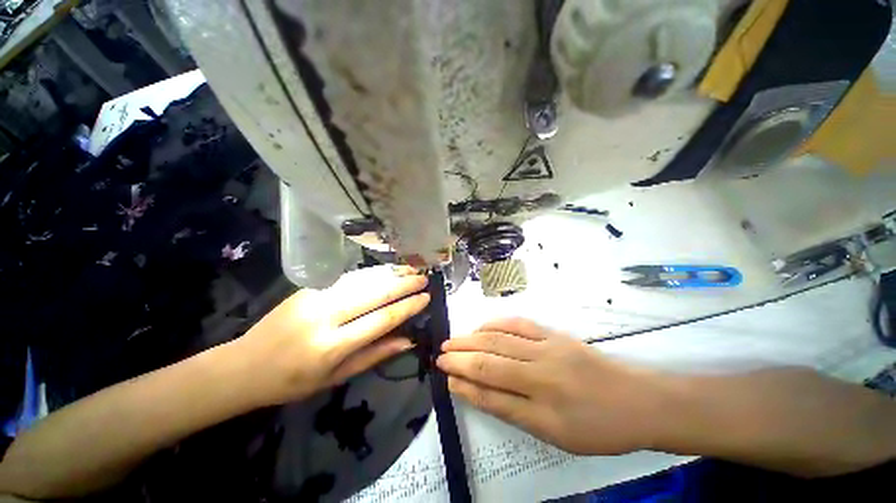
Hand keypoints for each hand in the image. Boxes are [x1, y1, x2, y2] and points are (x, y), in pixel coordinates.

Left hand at [235, 265, 429, 405]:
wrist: (244, 365)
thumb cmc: (292, 381)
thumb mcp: (336, 377)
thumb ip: (374, 355)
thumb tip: (408, 340)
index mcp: (332, 346)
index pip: (381, 320)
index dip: (407, 307)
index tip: (426, 298)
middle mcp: (325, 316)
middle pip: (375, 294)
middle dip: (404, 284)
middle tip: (424, 278)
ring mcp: (315, 297)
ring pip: (363, 280)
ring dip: (390, 273)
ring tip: (411, 269)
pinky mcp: (309, 287)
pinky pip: (348, 277)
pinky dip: (371, 272)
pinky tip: (386, 270)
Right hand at [437, 318, 668, 455]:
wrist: (638, 400)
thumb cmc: (597, 427)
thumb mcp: (553, 434)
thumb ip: (511, 410)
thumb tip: (475, 393)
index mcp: (542, 406)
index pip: (490, 391)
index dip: (463, 383)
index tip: (444, 376)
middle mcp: (540, 372)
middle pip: (490, 361)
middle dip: (460, 357)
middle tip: (440, 355)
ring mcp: (548, 347)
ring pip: (500, 340)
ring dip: (472, 339)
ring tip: (453, 340)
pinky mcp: (554, 333)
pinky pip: (519, 324)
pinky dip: (496, 324)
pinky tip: (482, 326)